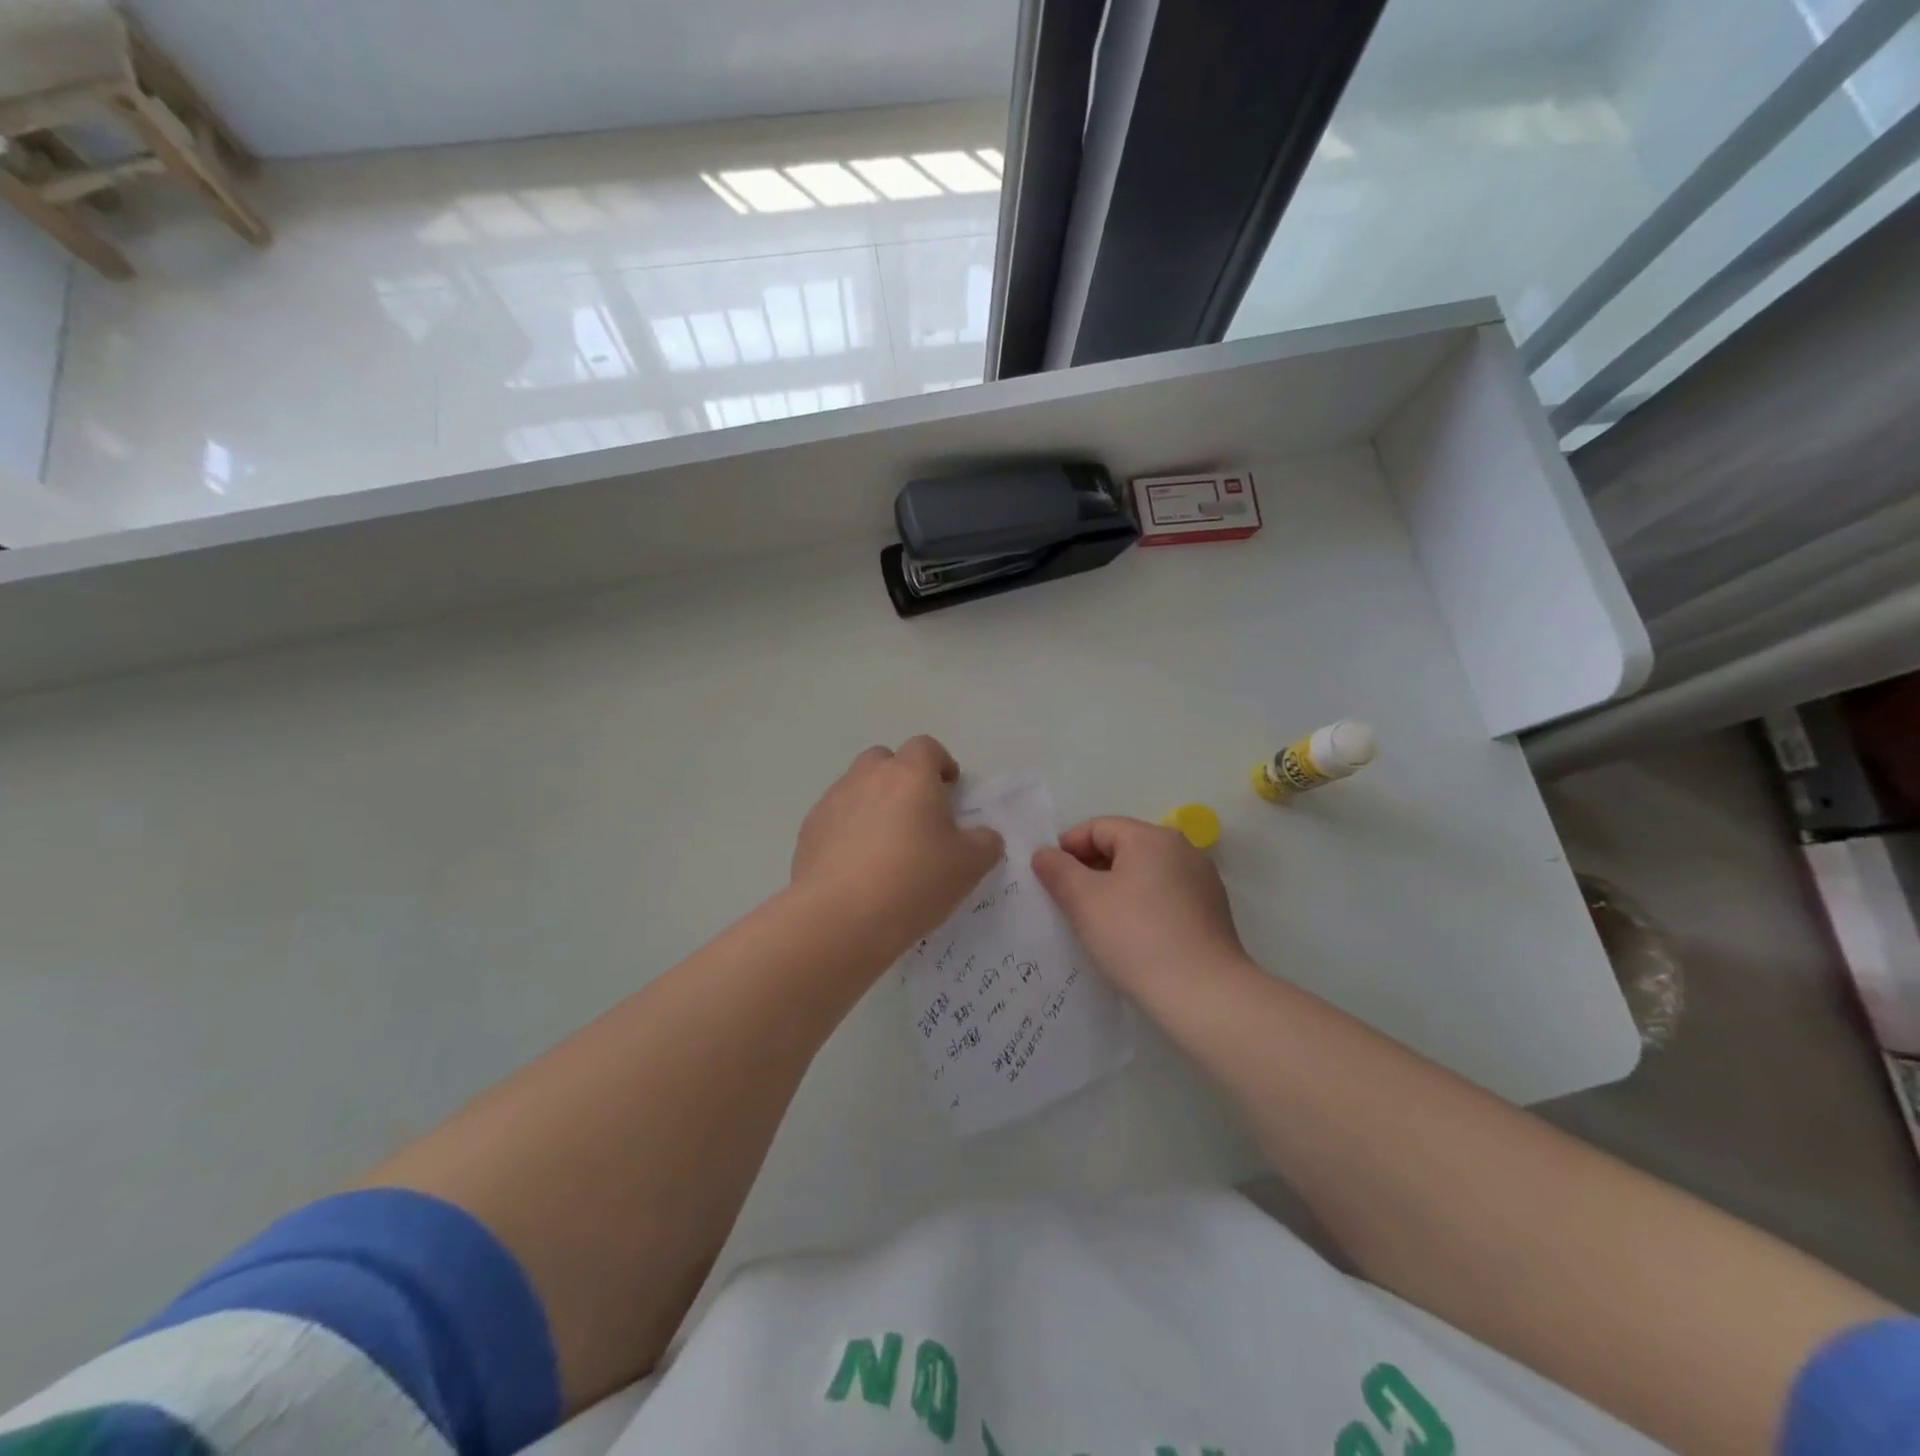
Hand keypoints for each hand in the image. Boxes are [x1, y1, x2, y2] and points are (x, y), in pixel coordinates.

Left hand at [792, 736, 1004, 959]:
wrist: (842, 917)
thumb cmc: (914, 880)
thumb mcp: (969, 865)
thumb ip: (984, 843)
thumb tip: (982, 836)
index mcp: (909, 775)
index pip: (926, 747)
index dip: (940, 763)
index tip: (950, 789)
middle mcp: (867, 777)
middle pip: (885, 760)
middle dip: (901, 778)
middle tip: (917, 814)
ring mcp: (833, 802)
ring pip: (856, 788)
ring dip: (872, 803)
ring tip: (885, 844)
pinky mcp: (809, 831)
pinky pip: (834, 819)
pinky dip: (848, 830)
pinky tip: (857, 866)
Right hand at [1032, 816, 1247, 998]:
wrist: (1203, 995)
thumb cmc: (1135, 937)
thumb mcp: (1083, 900)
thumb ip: (1058, 870)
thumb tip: (1044, 853)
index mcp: (1151, 837)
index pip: (1097, 828)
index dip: (1067, 848)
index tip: (1048, 879)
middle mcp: (1182, 849)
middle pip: (1123, 847)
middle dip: (1090, 869)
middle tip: (1066, 901)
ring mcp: (1202, 880)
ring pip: (1144, 873)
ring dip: (1115, 889)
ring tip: (1095, 921)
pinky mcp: (1211, 911)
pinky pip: (1165, 896)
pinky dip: (1141, 906)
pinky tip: (1130, 936)